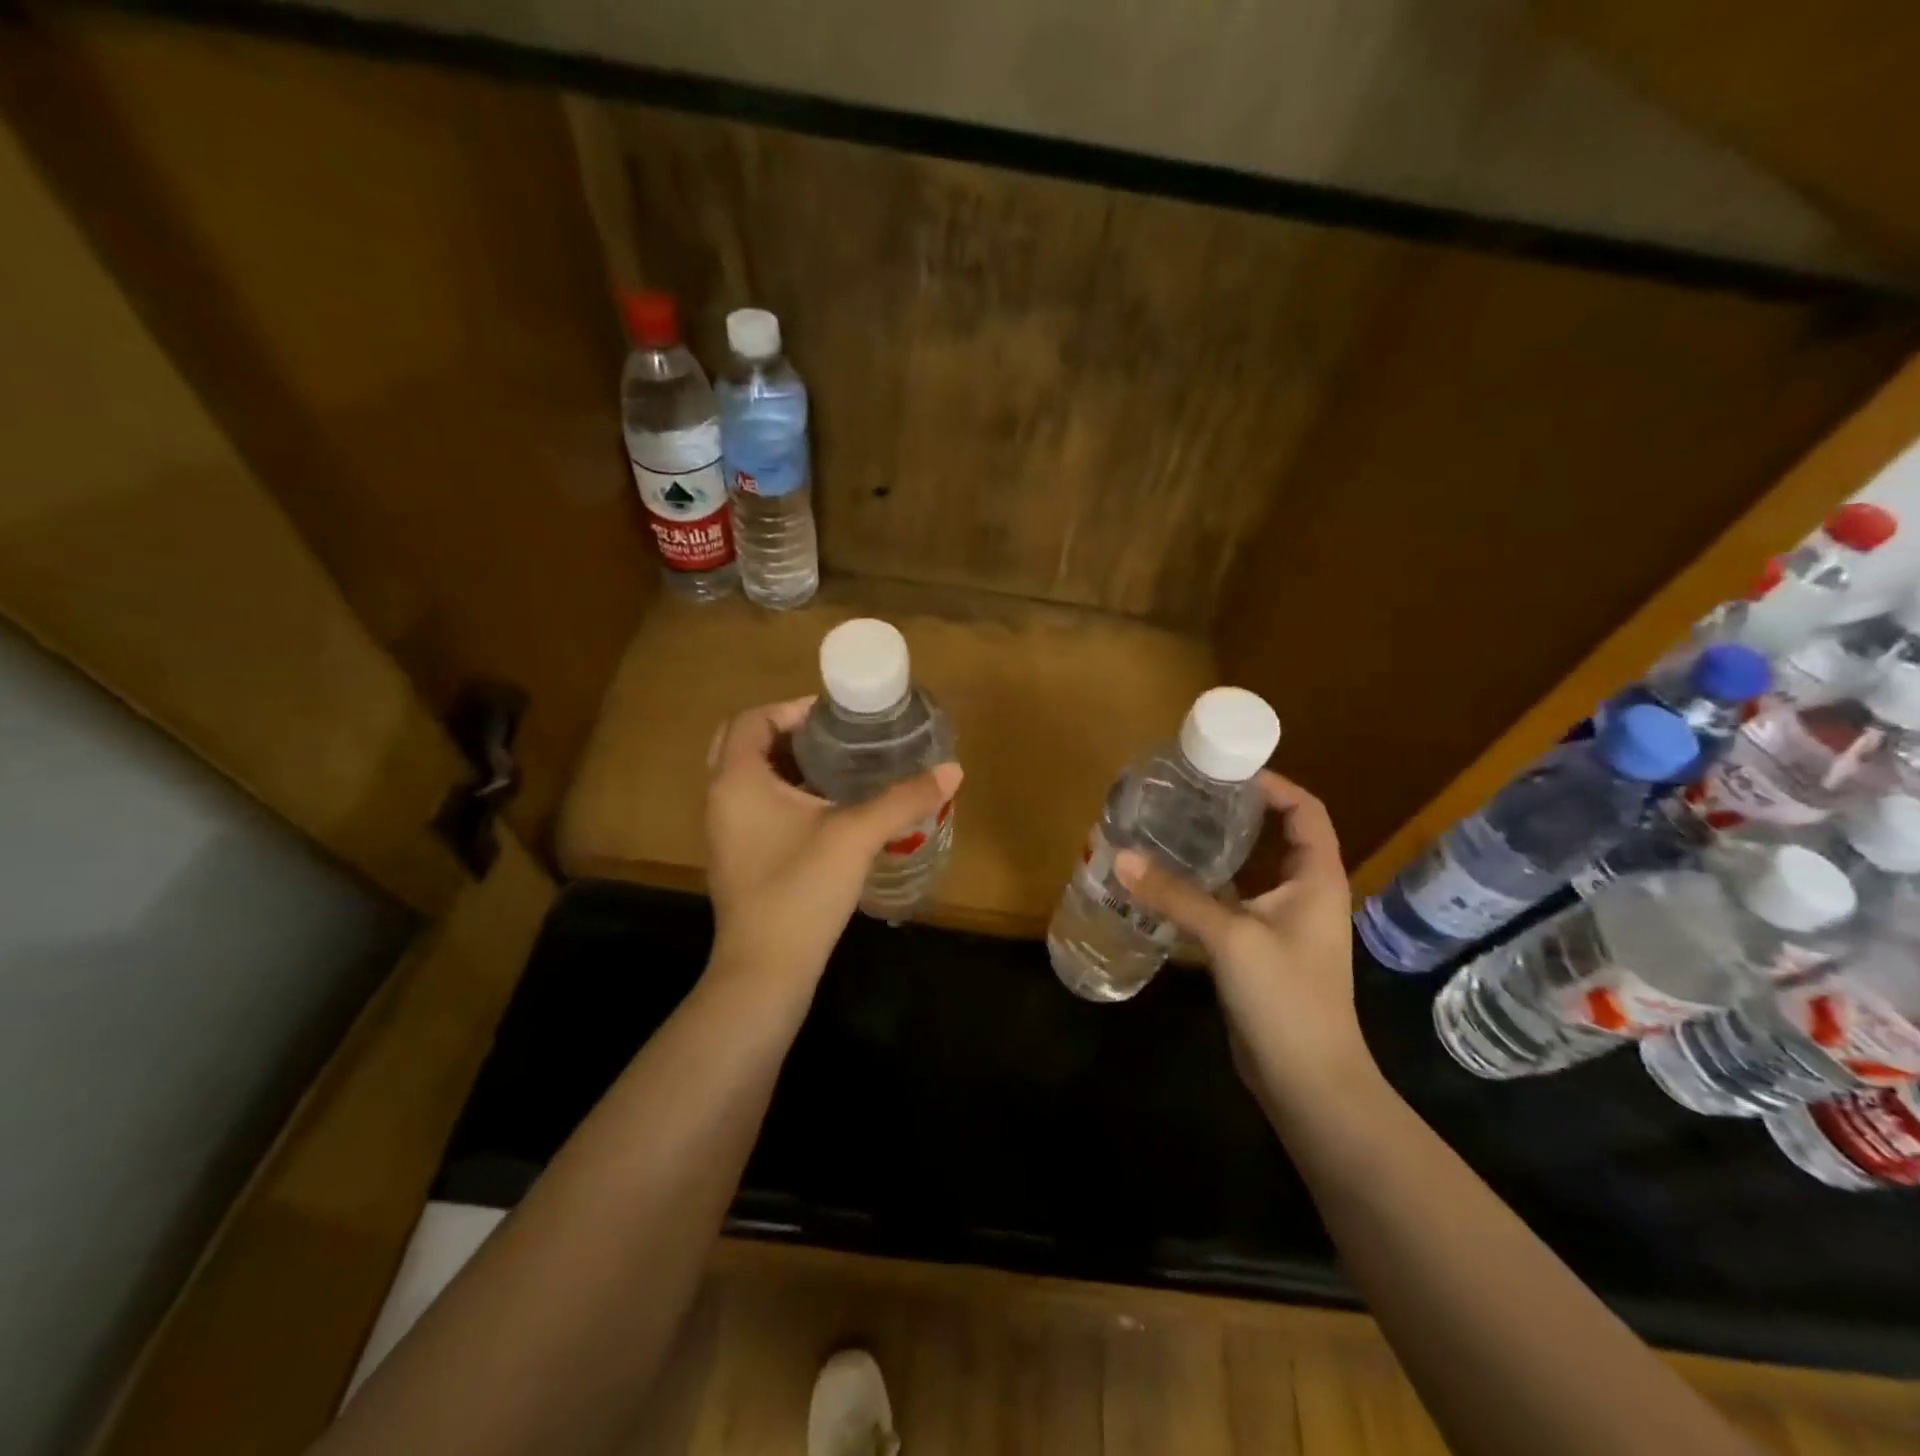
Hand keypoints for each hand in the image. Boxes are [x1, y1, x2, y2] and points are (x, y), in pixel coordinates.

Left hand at [704, 697, 962, 984]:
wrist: (765, 969)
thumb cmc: (801, 890)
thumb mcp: (857, 836)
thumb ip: (904, 799)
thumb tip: (953, 771)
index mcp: (738, 780)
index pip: (753, 719)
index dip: (792, 709)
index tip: (835, 718)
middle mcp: (722, 798)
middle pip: (743, 743)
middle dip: (785, 732)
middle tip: (831, 738)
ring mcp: (725, 831)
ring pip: (748, 777)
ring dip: (784, 763)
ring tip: (834, 766)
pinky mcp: (737, 857)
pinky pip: (753, 806)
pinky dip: (781, 793)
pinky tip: (825, 810)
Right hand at [1113, 771, 1372, 1101]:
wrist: (1308, 1081)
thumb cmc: (1286, 998)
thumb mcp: (1231, 938)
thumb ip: (1176, 896)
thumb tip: (1121, 857)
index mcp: (1318, 878)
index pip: (1305, 811)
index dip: (1272, 784)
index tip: (1224, 772)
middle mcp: (1305, 893)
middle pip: (1276, 835)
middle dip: (1237, 813)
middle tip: (1187, 795)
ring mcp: (1283, 924)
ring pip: (1251, 871)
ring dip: (1218, 850)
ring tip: (1172, 828)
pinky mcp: (1259, 949)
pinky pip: (1233, 902)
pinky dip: (1206, 886)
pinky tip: (1168, 882)